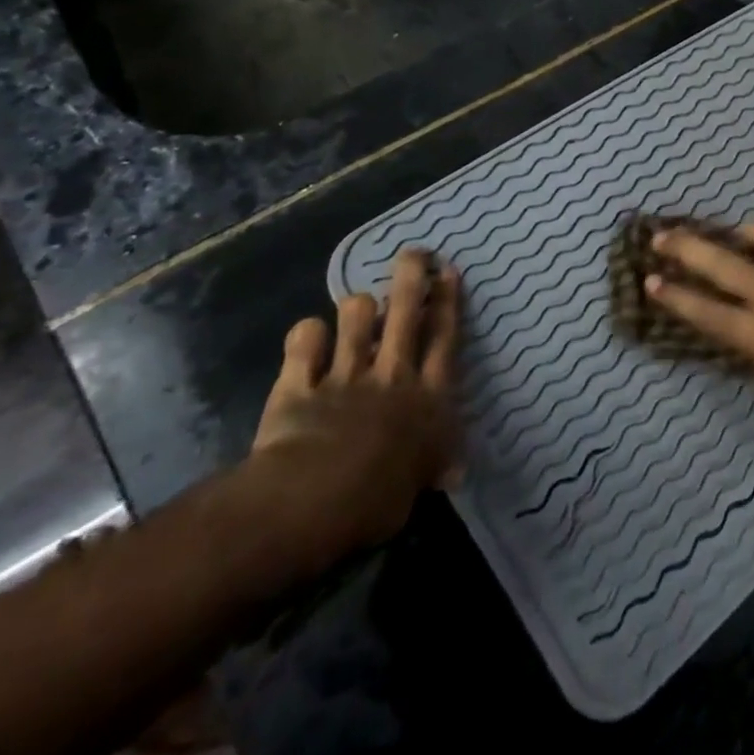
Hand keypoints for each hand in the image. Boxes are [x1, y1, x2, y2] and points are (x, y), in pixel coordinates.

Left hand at [242, 248, 462, 569]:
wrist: (315, 500)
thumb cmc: (380, 499)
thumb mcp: (421, 485)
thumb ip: (435, 465)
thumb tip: (452, 471)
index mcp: (427, 396)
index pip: (444, 337)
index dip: (447, 300)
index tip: (447, 271)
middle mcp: (392, 374)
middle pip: (405, 311)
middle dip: (411, 275)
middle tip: (414, 253)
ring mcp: (345, 374)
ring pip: (355, 318)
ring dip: (357, 308)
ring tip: (357, 307)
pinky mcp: (301, 383)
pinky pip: (304, 344)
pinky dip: (306, 337)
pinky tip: (308, 337)